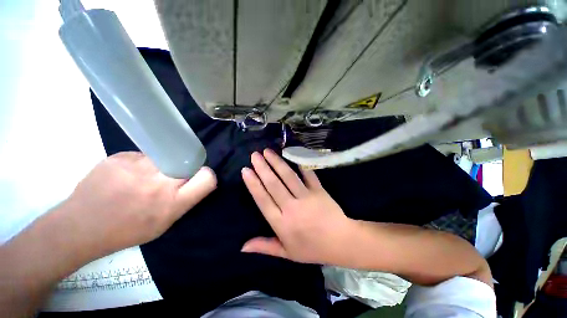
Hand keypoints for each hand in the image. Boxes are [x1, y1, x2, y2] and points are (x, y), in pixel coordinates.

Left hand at [61, 152, 216, 258]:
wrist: (79, 227)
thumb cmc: (126, 231)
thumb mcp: (164, 224)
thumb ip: (185, 200)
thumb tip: (197, 180)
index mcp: (172, 203)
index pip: (207, 178)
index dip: (206, 175)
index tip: (196, 178)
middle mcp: (159, 183)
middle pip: (187, 163)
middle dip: (183, 170)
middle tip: (167, 180)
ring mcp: (137, 168)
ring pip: (164, 157)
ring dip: (160, 166)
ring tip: (142, 179)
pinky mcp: (119, 158)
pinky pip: (142, 156)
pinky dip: (140, 164)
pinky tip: (125, 176)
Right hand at [241, 149, 355, 264]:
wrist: (341, 242)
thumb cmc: (312, 249)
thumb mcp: (287, 253)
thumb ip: (265, 247)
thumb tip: (242, 246)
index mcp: (282, 224)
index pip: (263, 200)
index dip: (253, 184)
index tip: (246, 170)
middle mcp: (292, 208)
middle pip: (274, 184)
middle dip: (262, 168)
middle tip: (254, 155)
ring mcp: (307, 197)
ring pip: (288, 176)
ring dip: (277, 163)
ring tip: (268, 151)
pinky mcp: (319, 190)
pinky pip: (308, 175)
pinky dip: (300, 164)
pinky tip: (292, 154)